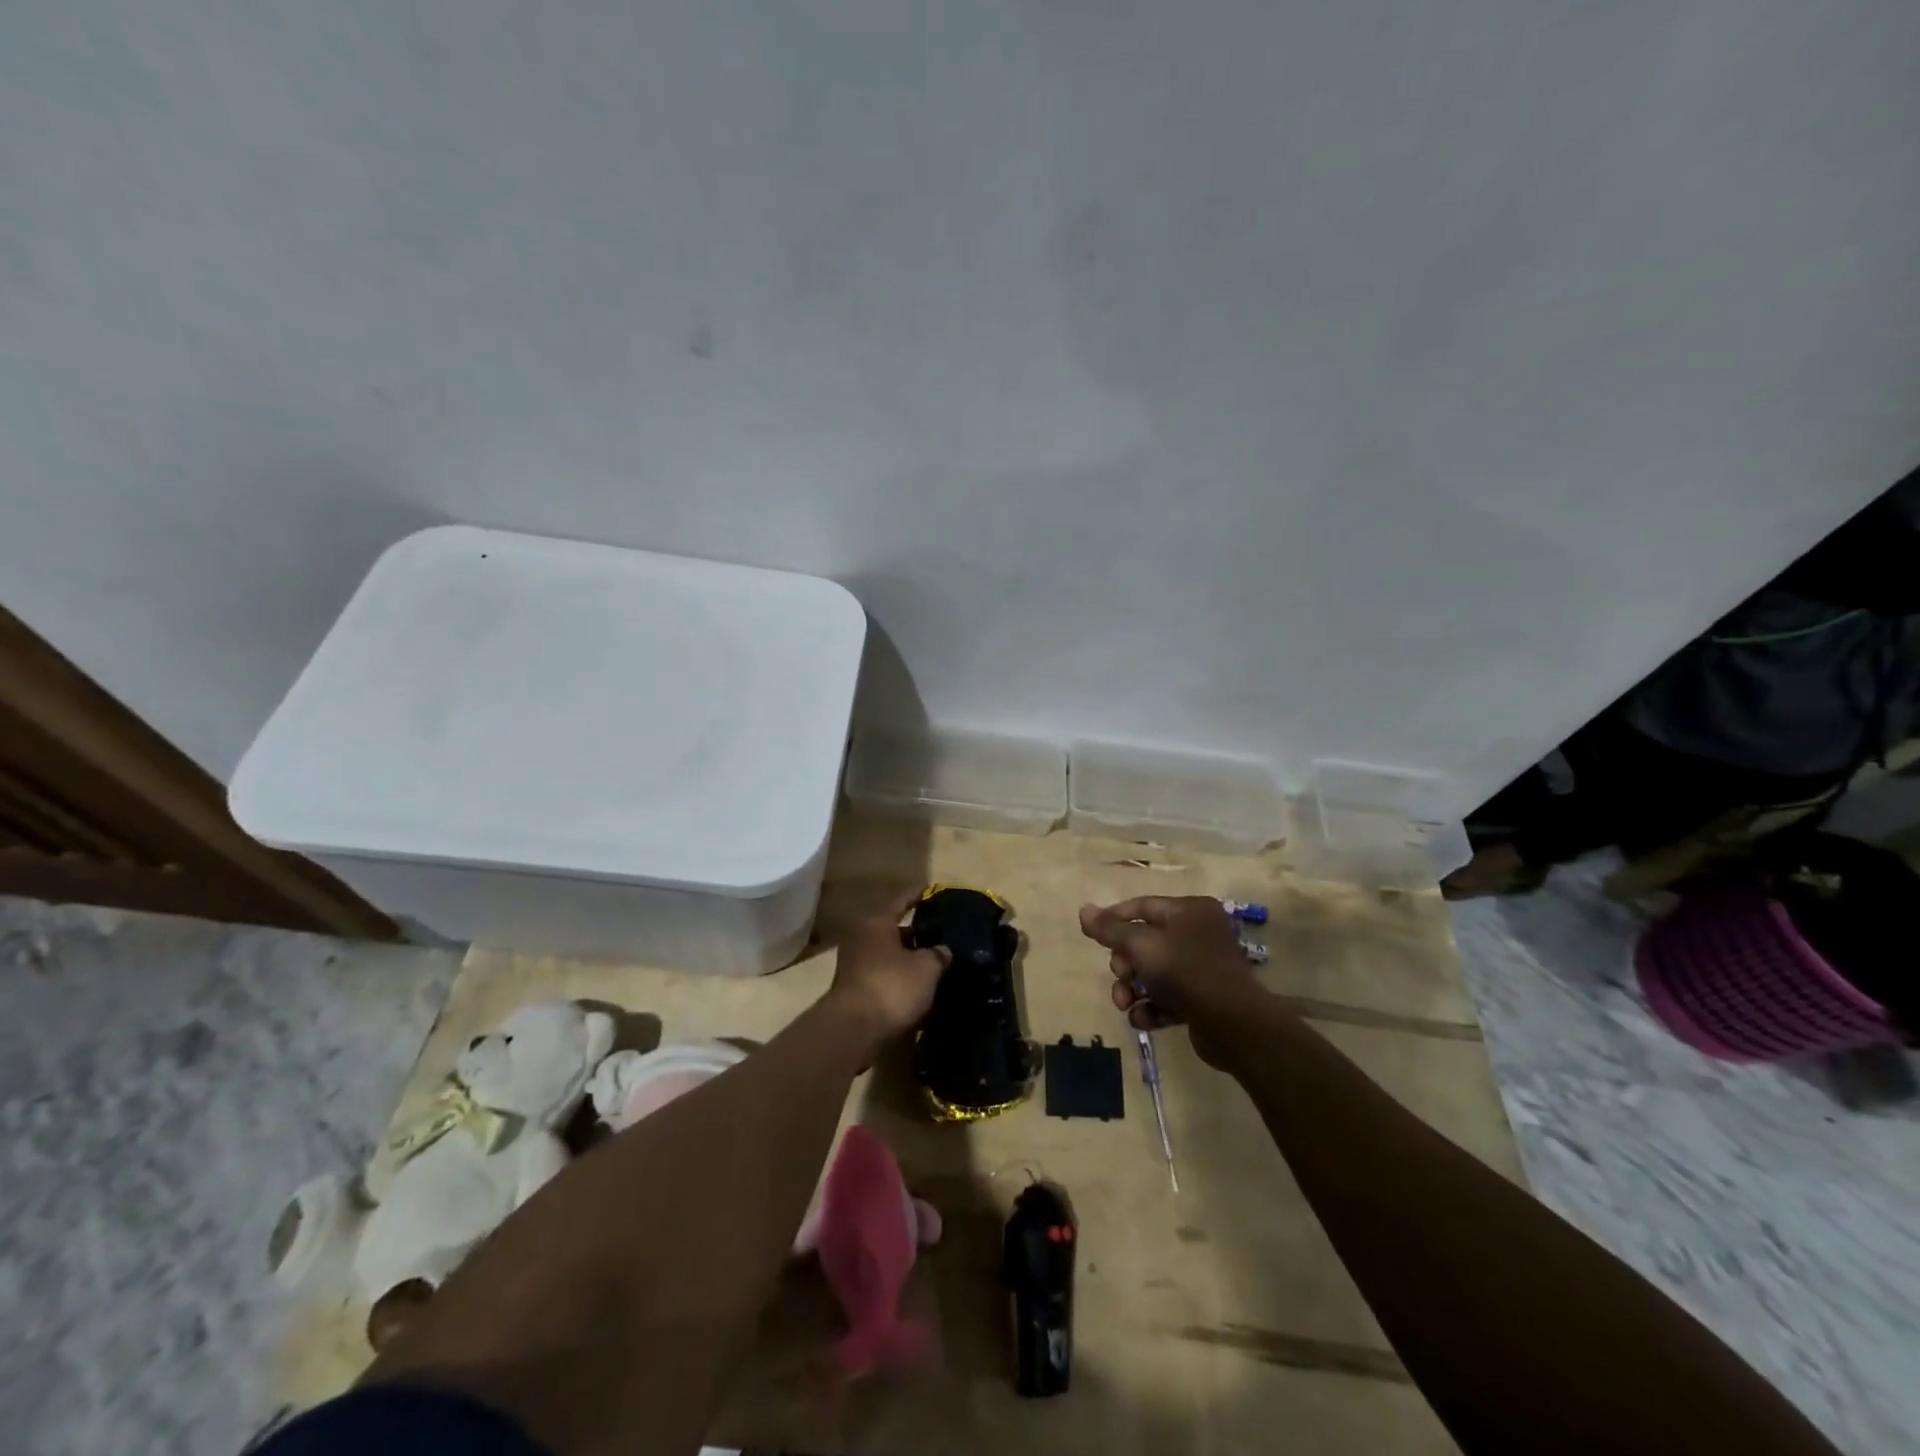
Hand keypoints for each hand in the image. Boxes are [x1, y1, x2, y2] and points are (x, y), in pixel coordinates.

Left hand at [827, 889, 950, 1047]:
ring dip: (908, 959)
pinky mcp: (854, 991)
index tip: (933, 891)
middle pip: (893, 929)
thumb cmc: (892, 986)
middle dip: (916, 933)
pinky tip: (919, 988)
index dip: (918, 895)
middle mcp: (861, 938)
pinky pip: (883, 977)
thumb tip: (943, 950)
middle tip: (941, 935)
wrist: (854, 1030)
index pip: (901, 900)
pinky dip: (899, 979)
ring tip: (935, 964)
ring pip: (888, 955)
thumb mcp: (927, 968)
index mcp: (877, 922)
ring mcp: (854, 965)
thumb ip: (938, 954)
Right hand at [1078, 896, 1260, 1063]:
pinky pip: (1168, 997)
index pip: (1142, 907)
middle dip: (1125, 964)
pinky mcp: (1203, 999)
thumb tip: (1084, 910)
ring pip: (1153, 972)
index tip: (1091, 935)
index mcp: (1189, 911)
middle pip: (1145, 942)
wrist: (1233, 1024)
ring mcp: (1202, 967)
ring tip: (1125, 1005)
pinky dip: (1152, 1007)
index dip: (1113, 918)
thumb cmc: (1185, 971)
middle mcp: (1198, 933)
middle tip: (1120, 979)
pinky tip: (1143, 1020)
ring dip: (1133, 989)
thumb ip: (1110, 929)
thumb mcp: (1141, 945)